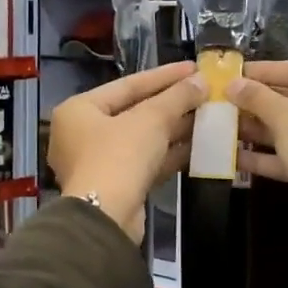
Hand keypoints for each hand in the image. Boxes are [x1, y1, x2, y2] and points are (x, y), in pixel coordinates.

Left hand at [49, 62, 203, 241]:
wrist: (106, 218)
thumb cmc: (119, 157)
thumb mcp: (150, 120)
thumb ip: (176, 97)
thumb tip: (202, 81)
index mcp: (79, 109)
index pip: (128, 84)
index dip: (164, 75)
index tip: (194, 68)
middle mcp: (83, 133)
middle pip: (134, 111)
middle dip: (172, 103)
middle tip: (205, 92)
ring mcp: (98, 162)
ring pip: (142, 138)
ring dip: (174, 128)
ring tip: (208, 115)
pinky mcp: (116, 186)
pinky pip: (145, 161)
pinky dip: (169, 153)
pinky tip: (199, 145)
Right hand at [230, 61, 287, 217]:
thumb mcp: (287, 119)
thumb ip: (258, 98)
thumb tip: (232, 84)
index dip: (265, 71)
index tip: (236, 71)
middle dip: (261, 104)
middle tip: (229, 100)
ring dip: (263, 129)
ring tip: (227, 126)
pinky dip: (274, 154)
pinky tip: (237, 156)